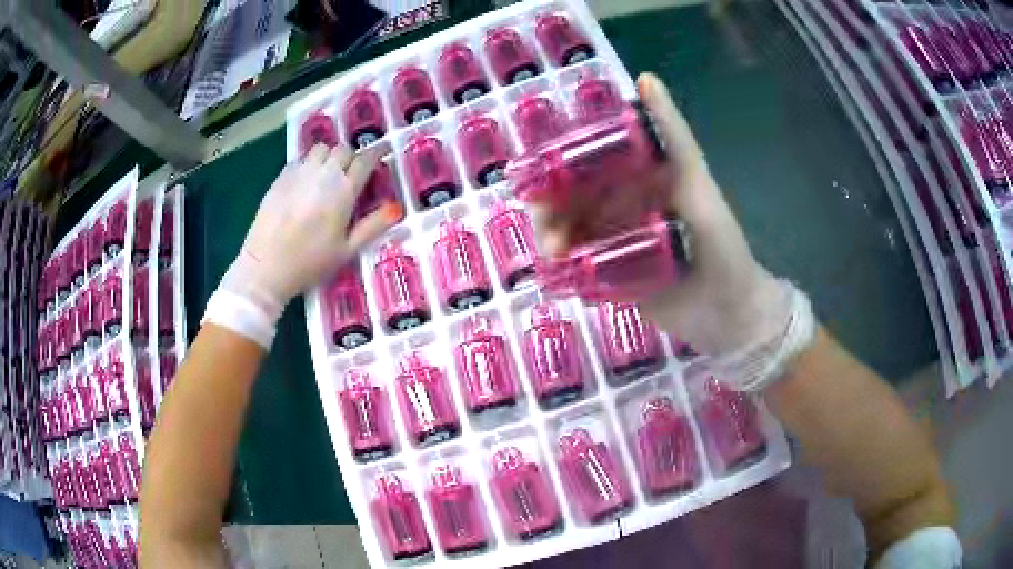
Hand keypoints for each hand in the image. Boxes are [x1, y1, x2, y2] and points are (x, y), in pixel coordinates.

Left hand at [221, 143, 402, 320]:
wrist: (266, 266)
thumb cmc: (309, 263)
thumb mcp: (346, 251)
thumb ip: (372, 227)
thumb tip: (395, 208)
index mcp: (343, 191)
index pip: (365, 160)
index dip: (376, 154)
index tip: (381, 154)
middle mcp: (323, 174)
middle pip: (343, 149)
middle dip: (350, 157)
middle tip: (350, 173)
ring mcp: (299, 173)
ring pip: (320, 149)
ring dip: (328, 157)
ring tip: (326, 174)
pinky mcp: (280, 178)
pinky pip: (299, 160)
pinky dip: (307, 165)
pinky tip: (304, 183)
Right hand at [535, 73, 789, 357]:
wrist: (728, 314)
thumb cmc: (720, 244)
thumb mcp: (697, 181)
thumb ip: (673, 134)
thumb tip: (644, 77)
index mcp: (637, 179)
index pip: (587, 161)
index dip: (558, 164)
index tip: (540, 173)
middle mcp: (622, 206)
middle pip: (570, 201)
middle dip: (550, 210)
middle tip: (548, 226)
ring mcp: (616, 244)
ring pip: (569, 234)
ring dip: (553, 240)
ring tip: (555, 255)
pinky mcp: (612, 278)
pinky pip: (578, 269)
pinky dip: (563, 269)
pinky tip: (556, 274)